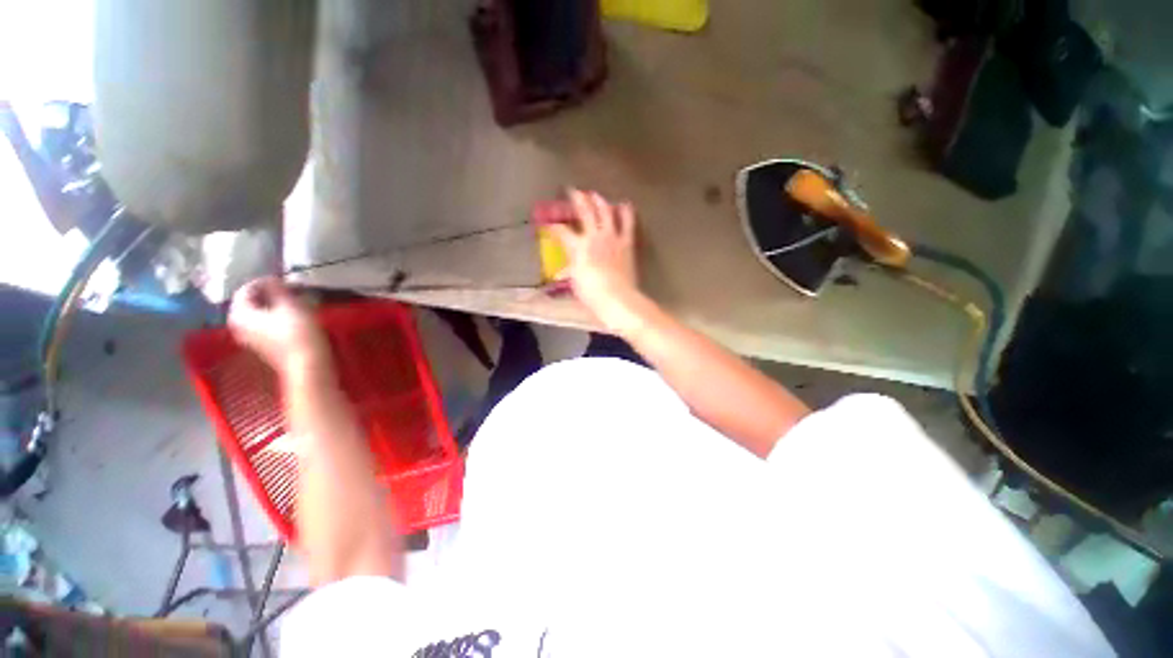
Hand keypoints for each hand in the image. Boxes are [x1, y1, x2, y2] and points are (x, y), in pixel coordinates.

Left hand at [228, 278, 329, 375]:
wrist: (307, 363)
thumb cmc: (298, 332)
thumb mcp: (290, 305)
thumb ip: (277, 289)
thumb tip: (272, 279)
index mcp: (239, 314)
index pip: (246, 290)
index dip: (265, 282)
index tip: (284, 280)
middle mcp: (238, 325)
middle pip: (252, 302)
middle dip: (270, 294)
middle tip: (291, 290)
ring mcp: (249, 337)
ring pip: (260, 313)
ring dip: (275, 305)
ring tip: (295, 301)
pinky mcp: (263, 345)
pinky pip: (265, 324)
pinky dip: (277, 317)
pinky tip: (294, 316)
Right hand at [547, 190, 640, 329]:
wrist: (616, 297)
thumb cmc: (591, 292)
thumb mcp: (574, 280)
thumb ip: (569, 270)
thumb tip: (561, 272)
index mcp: (578, 246)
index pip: (561, 231)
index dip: (553, 226)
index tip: (548, 224)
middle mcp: (594, 236)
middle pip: (584, 212)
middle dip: (577, 199)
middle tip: (572, 190)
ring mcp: (612, 237)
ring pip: (606, 212)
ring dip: (600, 201)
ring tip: (595, 195)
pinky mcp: (626, 243)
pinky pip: (627, 224)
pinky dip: (626, 213)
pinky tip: (625, 204)